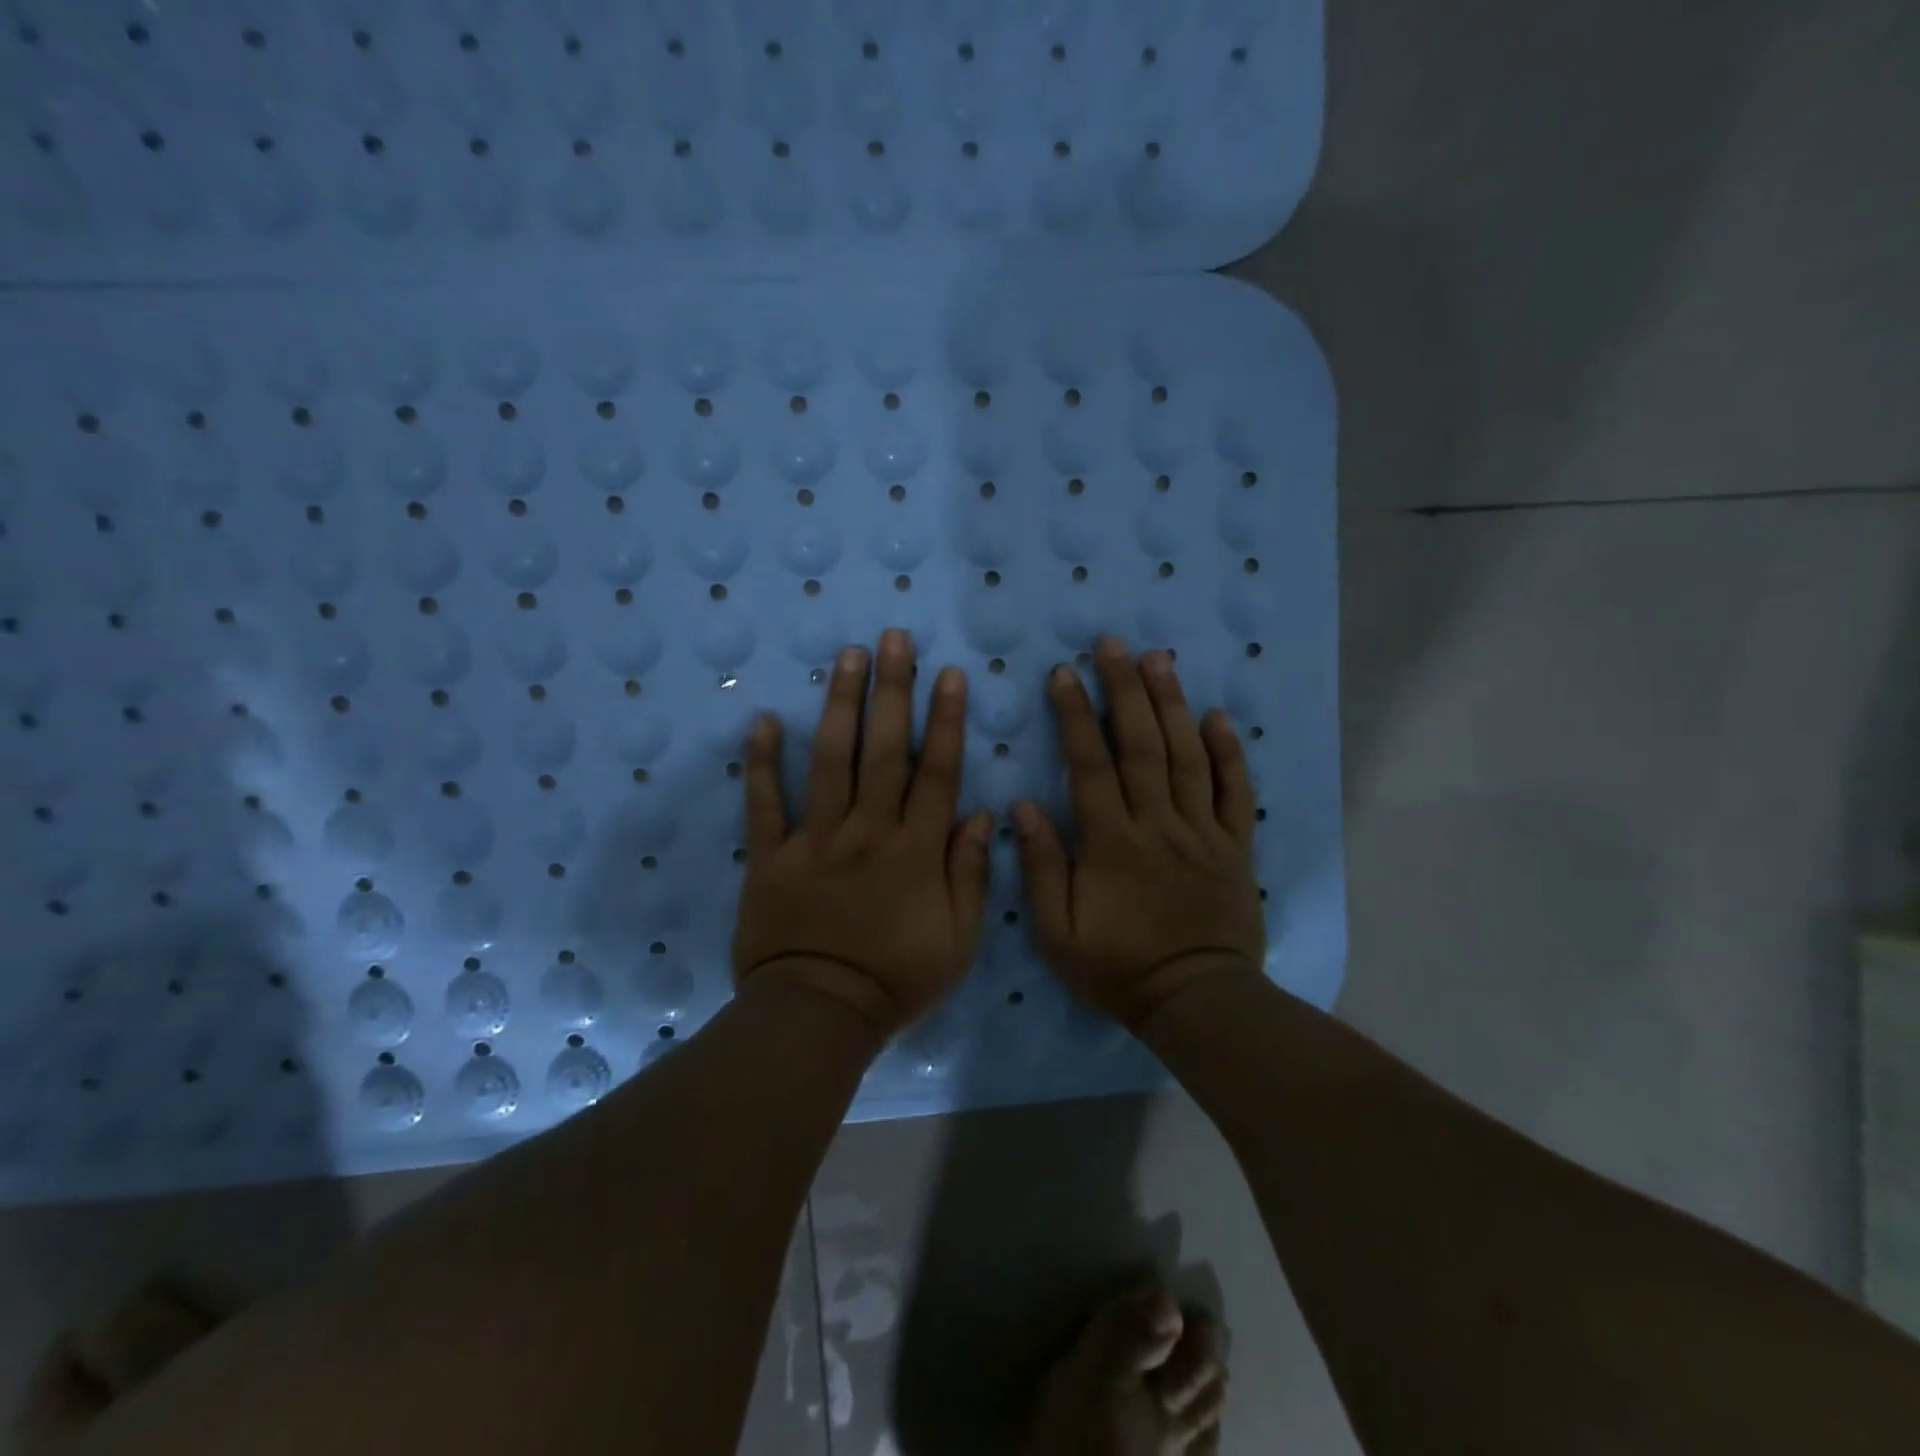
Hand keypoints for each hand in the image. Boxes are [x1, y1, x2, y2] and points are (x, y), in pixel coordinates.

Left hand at [732, 629, 993, 1037]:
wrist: (820, 1014)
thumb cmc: (897, 980)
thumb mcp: (959, 940)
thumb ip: (971, 874)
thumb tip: (982, 814)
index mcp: (916, 850)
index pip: (937, 772)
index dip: (945, 720)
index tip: (948, 674)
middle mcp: (868, 830)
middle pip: (884, 750)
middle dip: (892, 690)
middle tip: (893, 639)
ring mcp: (815, 839)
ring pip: (830, 761)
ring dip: (840, 705)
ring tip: (846, 657)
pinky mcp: (771, 856)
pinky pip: (765, 804)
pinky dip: (762, 763)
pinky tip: (762, 720)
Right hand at [1014, 637, 1265, 1030]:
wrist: (1196, 1001)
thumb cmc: (1117, 968)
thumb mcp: (1057, 932)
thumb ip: (1042, 866)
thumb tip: (1024, 805)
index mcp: (1112, 843)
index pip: (1090, 765)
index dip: (1076, 716)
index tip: (1064, 674)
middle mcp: (1158, 824)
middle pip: (1142, 746)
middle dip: (1126, 690)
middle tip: (1115, 645)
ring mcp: (1202, 832)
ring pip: (1187, 757)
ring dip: (1172, 704)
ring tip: (1160, 659)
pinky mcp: (1235, 846)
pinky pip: (1235, 792)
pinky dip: (1229, 753)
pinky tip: (1218, 717)